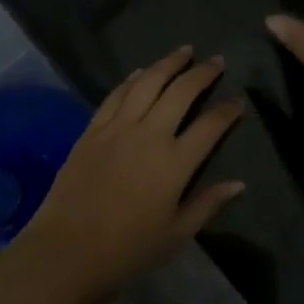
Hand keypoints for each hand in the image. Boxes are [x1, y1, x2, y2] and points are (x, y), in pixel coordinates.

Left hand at [12, 48, 245, 303]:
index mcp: (175, 163)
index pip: (210, 126)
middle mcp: (149, 135)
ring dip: (168, 63)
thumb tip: (238, 183)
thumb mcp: (176, 235)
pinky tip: (142, 71)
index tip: (238, 101)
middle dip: (202, 73)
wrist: (65, 252)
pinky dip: (132, 79)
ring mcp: (118, 128)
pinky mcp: (93, 130)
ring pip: (148, 83)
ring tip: (184, 51)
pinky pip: (116, 95)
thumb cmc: (126, 251)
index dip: (228, 111)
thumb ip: (207, 203)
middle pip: (181, 92)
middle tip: (217, 61)